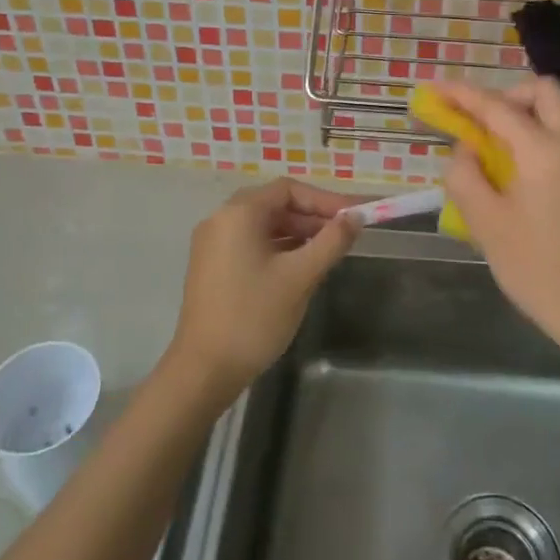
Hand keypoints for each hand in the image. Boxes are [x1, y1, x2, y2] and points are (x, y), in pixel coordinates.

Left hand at [165, 178, 359, 399]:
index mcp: (239, 213)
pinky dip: (278, 247)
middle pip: (275, 204)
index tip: (354, 216)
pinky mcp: (211, 265)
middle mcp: (221, 219)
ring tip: (328, 250)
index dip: (325, 199)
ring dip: (297, 232)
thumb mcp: (300, 276)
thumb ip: (331, 242)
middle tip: (345, 233)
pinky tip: (300, 265)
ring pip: (263, 225)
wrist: (204, 370)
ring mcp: (212, 243)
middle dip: (312, 215)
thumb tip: (356, 217)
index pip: (289, 190)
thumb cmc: (254, 317)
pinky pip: (250, 242)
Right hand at [436, 78, 559, 367]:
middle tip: (477, 123)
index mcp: (544, 150)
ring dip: (524, 114)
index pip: (497, 106)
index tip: (434, 89)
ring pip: (558, 112)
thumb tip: (465, 150)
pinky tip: (518, 170)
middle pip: (542, 91)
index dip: (462, 95)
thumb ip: (466, 175)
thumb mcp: (485, 223)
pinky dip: (539, 134)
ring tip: (492, 148)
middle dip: (505, 95)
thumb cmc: (537, 268)